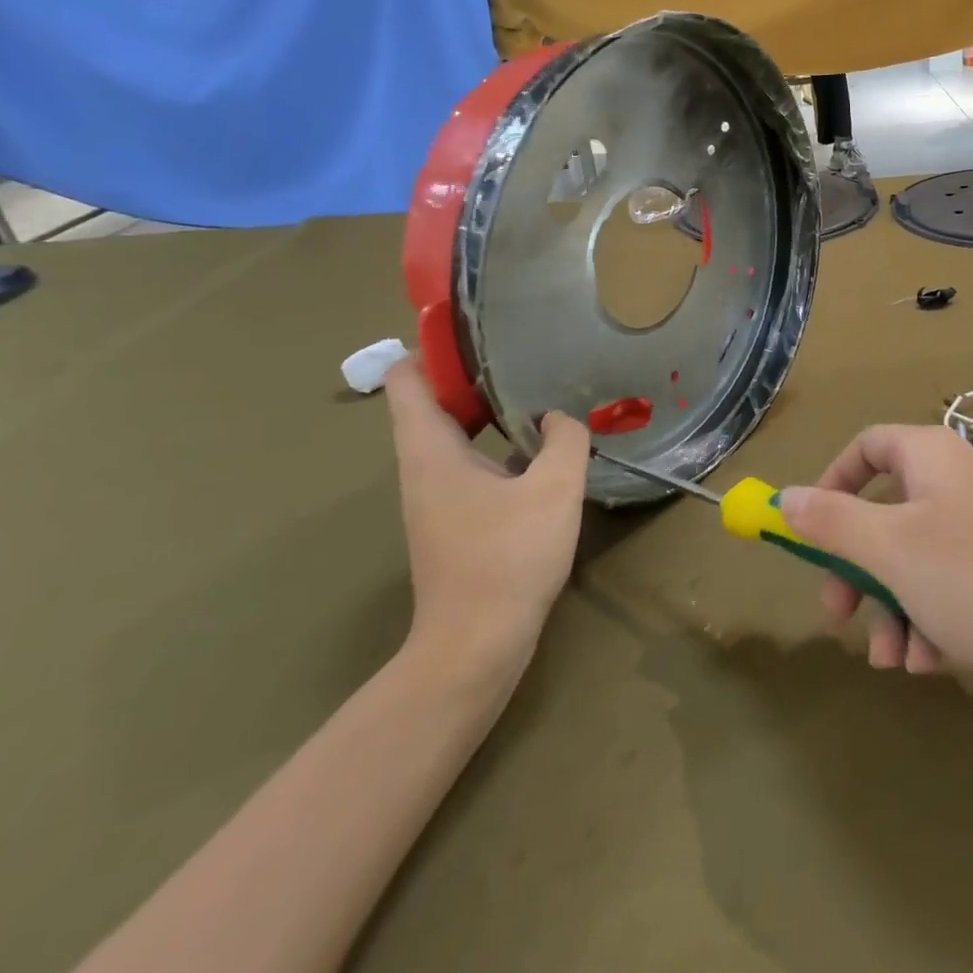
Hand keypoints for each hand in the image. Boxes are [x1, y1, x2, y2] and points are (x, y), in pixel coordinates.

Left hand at [383, 358, 588, 684]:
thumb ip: (564, 440)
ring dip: (488, 411)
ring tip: (536, 390)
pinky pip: (470, 465)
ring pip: (454, 436)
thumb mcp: (554, 489)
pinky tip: (539, 449)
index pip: (408, 380)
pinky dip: (496, 446)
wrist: (476, 646)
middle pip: (433, 403)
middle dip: (472, 374)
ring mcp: (436, 498)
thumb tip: (559, 417)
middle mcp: (423, 468)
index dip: (431, 346)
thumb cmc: (508, 558)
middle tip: (520, 351)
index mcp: (431, 450)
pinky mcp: (455, 521)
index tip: (472, 327)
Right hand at [781, 424, 972, 679]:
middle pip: (886, 511)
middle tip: (839, 615)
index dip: (832, 483)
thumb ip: (831, 522)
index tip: (812, 531)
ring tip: (894, 660)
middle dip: (857, 568)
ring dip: (893, 606)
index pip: (867, 445)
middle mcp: (959, 480)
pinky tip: (933, 661)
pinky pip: (951, 580)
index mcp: (932, 456)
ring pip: (916, 556)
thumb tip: (785, 498)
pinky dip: (932, 616)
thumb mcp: (889, 550)